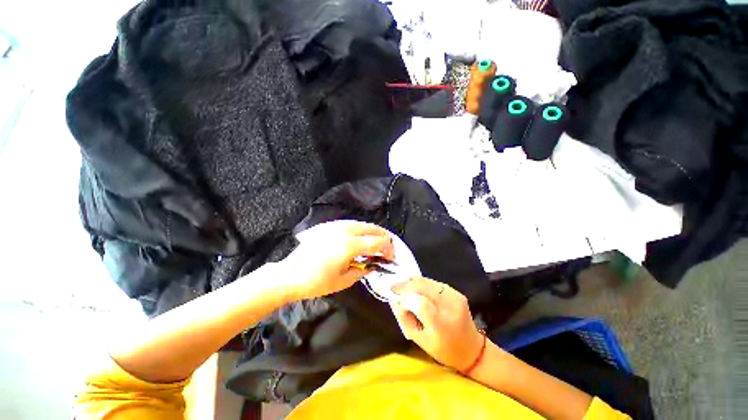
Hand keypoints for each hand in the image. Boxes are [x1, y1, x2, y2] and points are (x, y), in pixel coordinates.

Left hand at [280, 220, 394, 301]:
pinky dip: (361, 229)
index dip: (388, 248)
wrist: (289, 274)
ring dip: (373, 231)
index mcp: (350, 245)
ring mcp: (336, 226)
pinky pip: (351, 223)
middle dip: (383, 236)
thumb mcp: (343, 281)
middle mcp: (345, 231)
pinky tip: (360, 236)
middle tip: (387, 246)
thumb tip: (373, 265)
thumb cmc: (316, 282)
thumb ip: (363, 270)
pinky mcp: (328, 226)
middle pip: (372, 228)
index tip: (391, 257)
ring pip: (362, 223)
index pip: (377, 242)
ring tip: (377, 241)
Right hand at [391, 276, 483, 371]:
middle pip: (423, 286)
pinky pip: (433, 282)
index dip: (404, 295)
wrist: (472, 349)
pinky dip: (421, 283)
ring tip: (402, 286)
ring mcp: (454, 296)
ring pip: (427, 281)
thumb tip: (394, 299)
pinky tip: (415, 288)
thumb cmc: (443, 349)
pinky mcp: (456, 291)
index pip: (420, 303)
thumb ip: (404, 318)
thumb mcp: (419, 340)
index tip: (392, 292)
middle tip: (393, 286)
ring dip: (412, 282)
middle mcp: (450, 306)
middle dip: (405, 284)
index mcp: (441, 325)